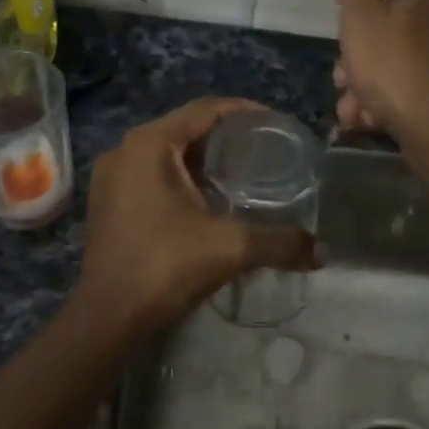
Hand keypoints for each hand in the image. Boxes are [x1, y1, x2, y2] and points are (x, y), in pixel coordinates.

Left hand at [74, 97, 316, 339]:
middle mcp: (126, 150)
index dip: (244, 111)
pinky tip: (208, 197)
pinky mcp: (109, 200)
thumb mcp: (229, 249)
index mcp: (150, 144)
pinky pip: (153, 172)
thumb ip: (279, 243)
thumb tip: (322, 252)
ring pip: (168, 151)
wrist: (106, 318)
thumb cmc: (163, 267)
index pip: (205, 110)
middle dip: (226, 135)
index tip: (276, 124)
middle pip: (186, 127)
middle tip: (265, 148)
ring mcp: (113, 176)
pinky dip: (183, 175)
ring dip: (203, 156)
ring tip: (243, 170)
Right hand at [334, 0, 428, 150]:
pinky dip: (389, 106)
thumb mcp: (359, 17)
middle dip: (357, 62)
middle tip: (342, 84)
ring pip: (395, 69)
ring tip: (352, 114)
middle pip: (386, 37)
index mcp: (420, 1)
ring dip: (367, 90)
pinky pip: (412, 94)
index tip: (342, 42)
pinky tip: (373, 122)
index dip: (356, 18)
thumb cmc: (391, 68)